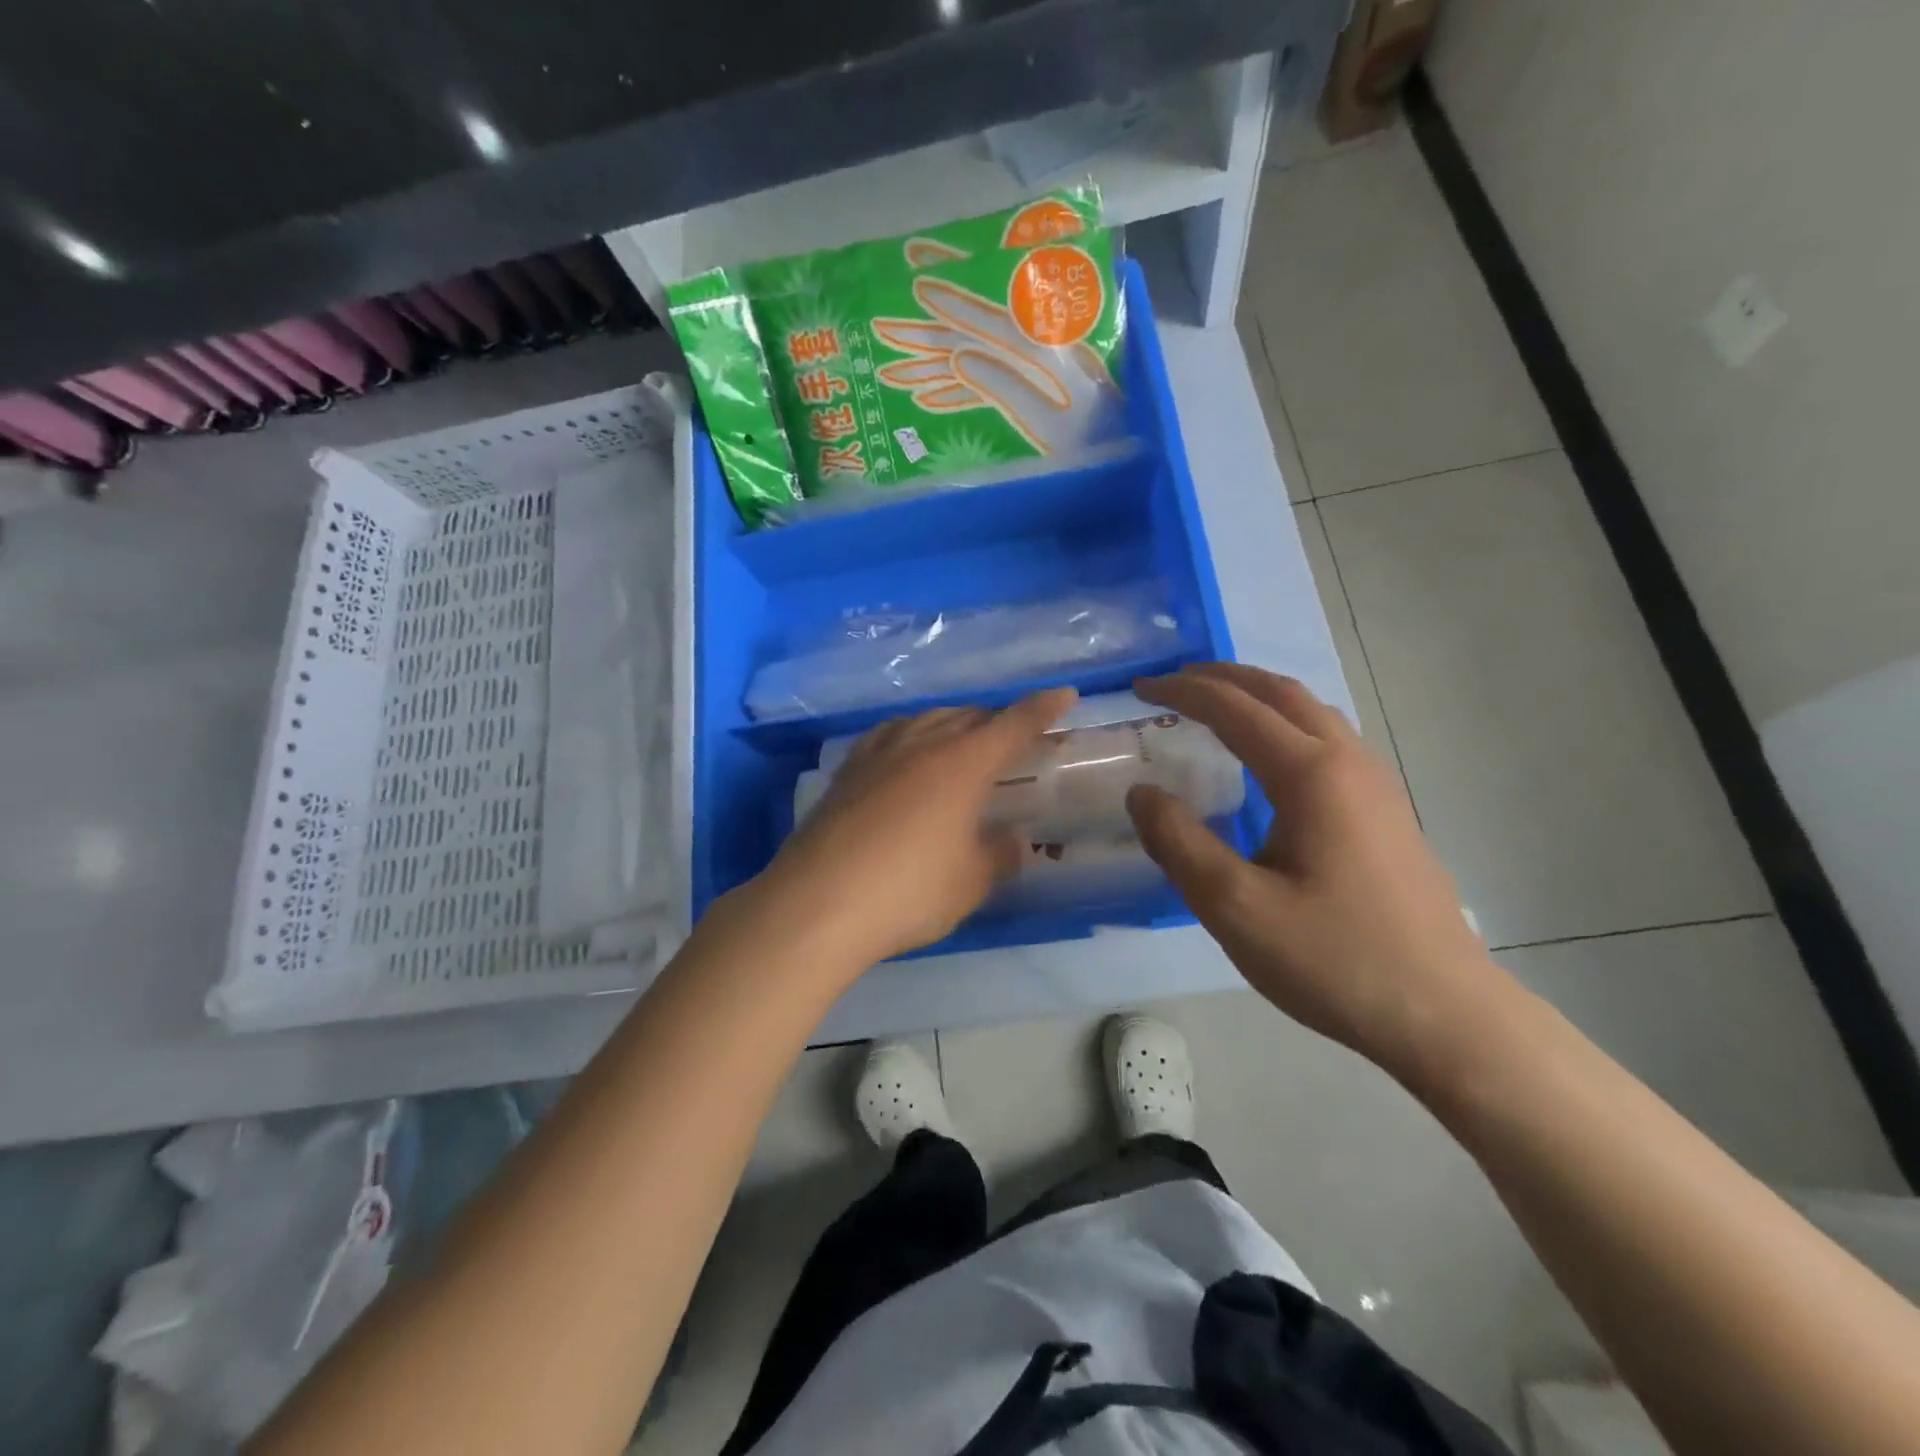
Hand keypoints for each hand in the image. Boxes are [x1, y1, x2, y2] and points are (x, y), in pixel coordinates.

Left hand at [755, 688, 1077, 968]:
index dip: (1042, 709)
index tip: (1065, 695)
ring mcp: (878, 754)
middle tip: (1015, 740)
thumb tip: (1011, 840)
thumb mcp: (970, 882)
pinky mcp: (846, 771)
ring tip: (964, 742)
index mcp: (962, 764)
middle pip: (968, 717)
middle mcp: (921, 745)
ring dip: (954, 724)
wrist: (817, 904)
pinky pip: (889, 735)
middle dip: (997, 722)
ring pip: (926, 720)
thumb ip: (999, 855)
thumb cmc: (908, 892)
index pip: (1012, 726)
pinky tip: (907, 753)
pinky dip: (912, 735)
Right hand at [1125, 663, 1504, 1077]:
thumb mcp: (1234, 907)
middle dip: (1224, 678)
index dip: (1184, 692)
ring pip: (1313, 712)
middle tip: (1175, 682)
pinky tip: (1270, 759)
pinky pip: (1329, 740)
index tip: (1140, 688)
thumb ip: (1178, 842)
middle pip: (1282, 693)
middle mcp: (1349, 763)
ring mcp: (1377, 786)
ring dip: (1259, 696)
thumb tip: (1141, 792)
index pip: (1236, 709)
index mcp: (1311, 775)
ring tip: (1218, 707)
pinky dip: (1286, 724)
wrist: (1444, 1015)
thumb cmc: (1334, 959)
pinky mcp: (1387, 813)